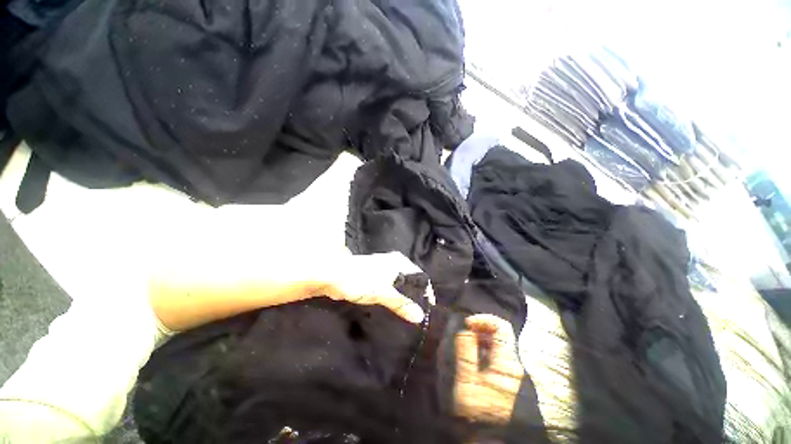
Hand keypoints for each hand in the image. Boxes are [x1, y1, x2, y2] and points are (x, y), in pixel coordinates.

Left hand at [317, 251, 428, 323]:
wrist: (332, 276)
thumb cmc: (360, 280)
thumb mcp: (382, 292)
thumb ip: (401, 303)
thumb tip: (420, 316)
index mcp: (398, 262)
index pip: (419, 276)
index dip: (425, 291)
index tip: (429, 309)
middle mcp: (393, 264)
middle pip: (410, 281)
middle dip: (415, 297)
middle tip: (419, 315)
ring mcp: (383, 271)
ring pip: (399, 287)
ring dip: (403, 299)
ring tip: (409, 316)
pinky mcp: (374, 279)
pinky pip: (389, 290)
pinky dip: (393, 299)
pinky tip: (394, 311)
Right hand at [454, 314, 523, 423]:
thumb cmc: (476, 416)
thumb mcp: (464, 381)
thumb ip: (463, 349)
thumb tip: (462, 322)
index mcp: (507, 363)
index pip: (501, 326)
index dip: (482, 320)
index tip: (465, 325)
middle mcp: (514, 366)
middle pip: (496, 336)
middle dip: (475, 334)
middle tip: (458, 341)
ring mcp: (511, 376)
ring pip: (493, 348)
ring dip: (475, 346)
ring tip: (459, 355)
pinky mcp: (507, 384)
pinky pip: (492, 361)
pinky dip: (478, 358)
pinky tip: (466, 369)